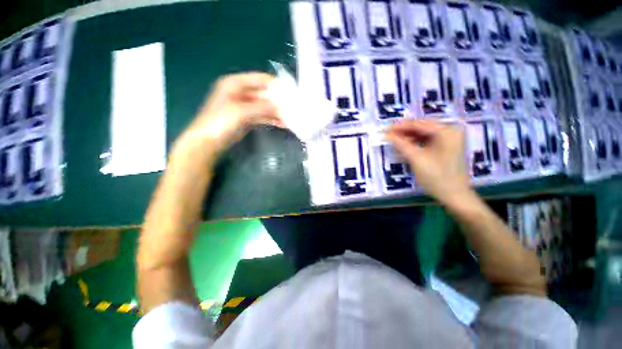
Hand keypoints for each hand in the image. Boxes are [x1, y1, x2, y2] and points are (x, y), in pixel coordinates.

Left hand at [173, 72, 283, 160]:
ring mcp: (245, 106)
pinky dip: (272, 119)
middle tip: (293, 107)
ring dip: (277, 112)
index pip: (260, 79)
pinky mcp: (247, 119)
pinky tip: (283, 124)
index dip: (276, 84)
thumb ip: (263, 108)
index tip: (291, 92)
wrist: (208, 142)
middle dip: (278, 101)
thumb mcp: (241, 112)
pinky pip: (263, 116)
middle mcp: (241, 93)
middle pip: (264, 93)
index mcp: (235, 84)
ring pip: (265, 106)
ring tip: (291, 117)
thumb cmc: (220, 123)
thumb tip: (282, 107)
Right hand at [386, 120, 470, 204]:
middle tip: (387, 135)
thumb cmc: (436, 177)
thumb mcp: (416, 159)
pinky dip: (415, 144)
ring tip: (393, 141)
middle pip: (422, 128)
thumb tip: (386, 134)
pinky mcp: (446, 148)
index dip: (400, 126)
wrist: (454, 196)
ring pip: (423, 134)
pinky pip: (427, 141)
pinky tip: (404, 147)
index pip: (419, 124)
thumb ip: (400, 144)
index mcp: (447, 131)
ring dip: (408, 138)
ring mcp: (449, 140)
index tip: (385, 129)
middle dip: (404, 132)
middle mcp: (450, 131)